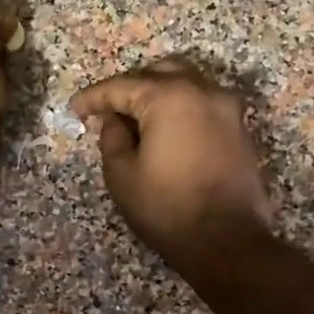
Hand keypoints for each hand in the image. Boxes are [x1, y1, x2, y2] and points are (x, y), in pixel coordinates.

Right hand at [69, 58, 272, 268]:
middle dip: (129, 88)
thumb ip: (112, 138)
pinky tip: (165, 131)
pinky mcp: (239, 127)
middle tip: (107, 111)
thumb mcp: (122, 176)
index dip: (93, 97)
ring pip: (186, 83)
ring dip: (157, 93)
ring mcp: (227, 107)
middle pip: (158, 73)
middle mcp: (202, 90)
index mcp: (169, 97)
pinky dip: (180, 108)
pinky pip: (203, 103)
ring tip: (136, 119)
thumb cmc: (167, 208)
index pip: (121, 86)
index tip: (75, 109)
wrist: (227, 240)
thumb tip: (114, 120)